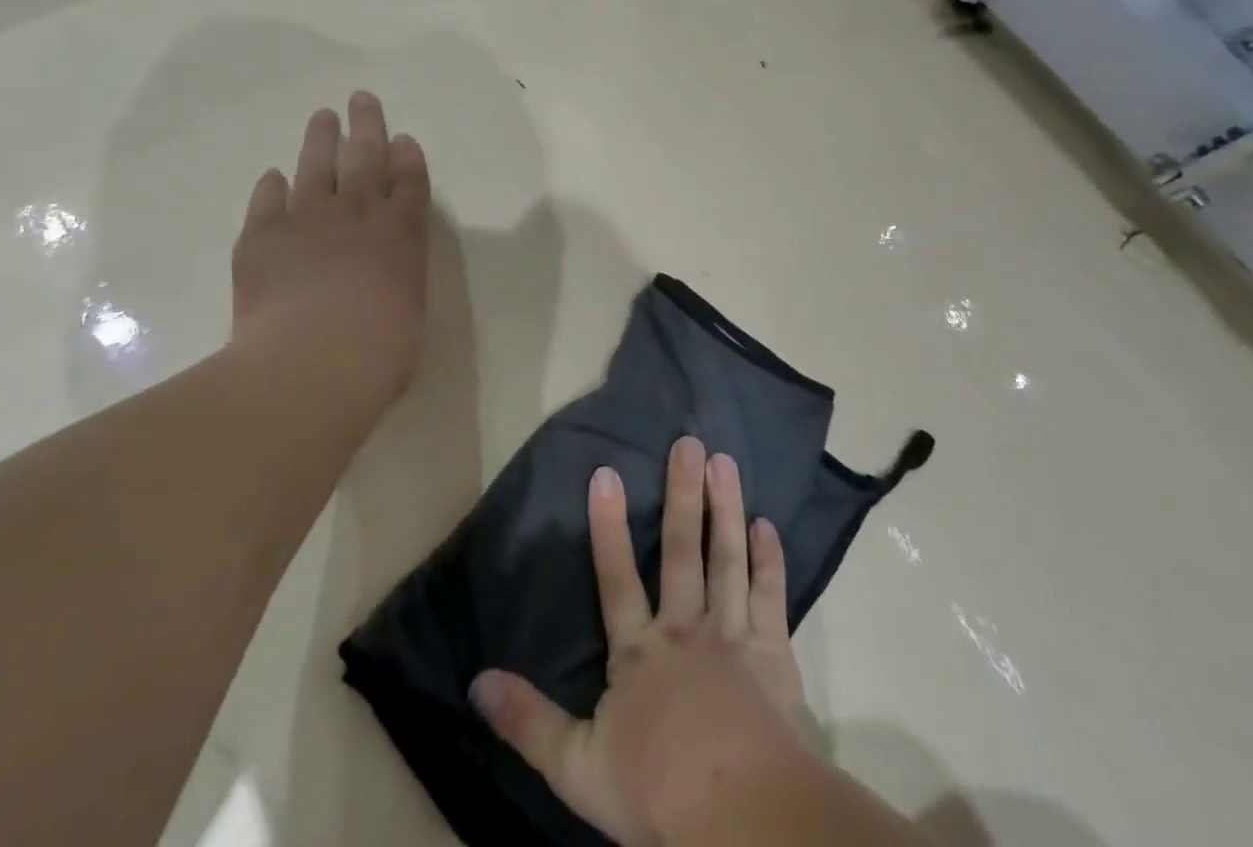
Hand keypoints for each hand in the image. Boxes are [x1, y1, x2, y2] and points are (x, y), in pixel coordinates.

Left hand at [229, 92, 430, 399]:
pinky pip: (268, 201)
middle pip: (365, 158)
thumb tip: (379, 284)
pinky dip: (272, 187)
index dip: (407, 157)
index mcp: (401, 233)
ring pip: (316, 168)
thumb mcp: (407, 314)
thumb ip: (395, 286)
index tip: (403, 138)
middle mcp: (357, 215)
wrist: (312, 361)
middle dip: (367, 126)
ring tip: (322, 117)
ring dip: (320, 141)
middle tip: (361, 98)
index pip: (409, 181)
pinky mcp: (262, 237)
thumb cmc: (379, 352)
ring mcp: (308, 221)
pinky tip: (273, 176)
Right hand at [471, 437, 815, 845]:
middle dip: (683, 494)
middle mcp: (686, 628)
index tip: (606, 472)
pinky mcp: (775, 653)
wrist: (746, 818)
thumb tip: (476, 682)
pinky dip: (769, 558)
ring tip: (725, 461)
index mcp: (640, 651)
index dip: (608, 526)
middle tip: (689, 442)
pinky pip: (771, 595)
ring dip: (725, 507)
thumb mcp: (577, 767)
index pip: (616, 577)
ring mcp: (734, 635)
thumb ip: (528, 722)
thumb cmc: (660, 792)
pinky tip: (767, 524)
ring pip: (727, 558)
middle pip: (681, 550)